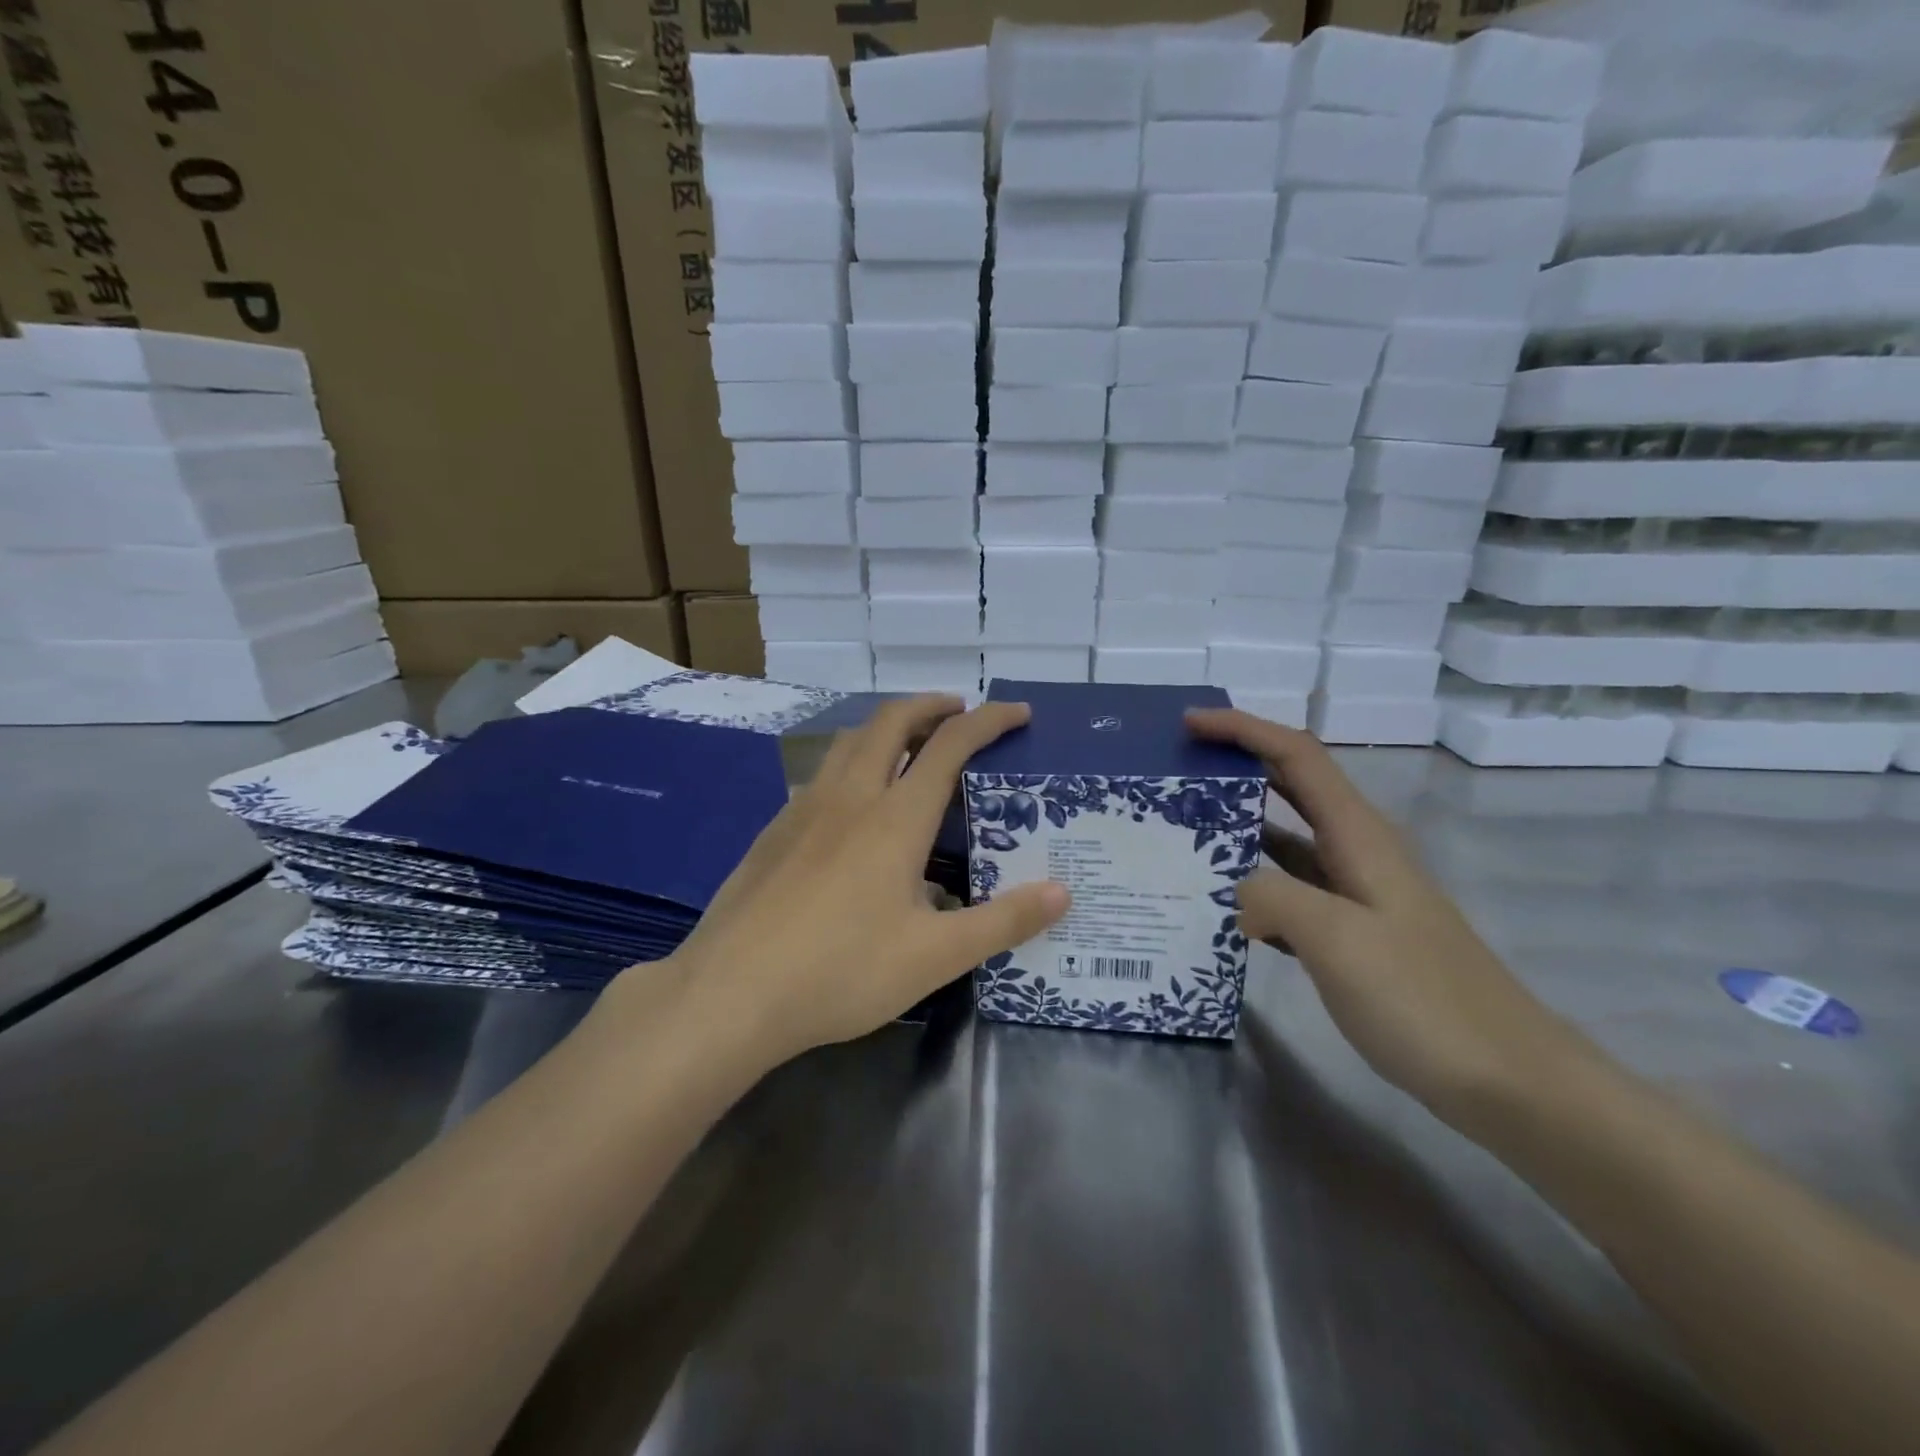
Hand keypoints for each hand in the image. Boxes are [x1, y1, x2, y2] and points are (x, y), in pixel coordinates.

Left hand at [618, 696, 1068, 1069]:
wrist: (730, 993)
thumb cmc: (841, 972)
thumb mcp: (935, 957)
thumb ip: (1003, 922)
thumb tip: (1062, 893)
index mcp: (895, 818)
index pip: (950, 746)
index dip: (989, 721)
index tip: (1018, 713)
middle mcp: (850, 796)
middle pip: (891, 721)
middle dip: (931, 705)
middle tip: (959, 712)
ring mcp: (804, 808)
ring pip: (850, 741)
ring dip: (887, 727)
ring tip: (911, 744)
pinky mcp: (774, 829)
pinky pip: (822, 773)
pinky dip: (853, 760)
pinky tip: (853, 803)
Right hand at [1186, 708, 1596, 1128]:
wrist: (1509, 1079)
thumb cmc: (1425, 1000)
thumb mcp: (1338, 941)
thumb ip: (1274, 898)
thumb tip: (1238, 892)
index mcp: (1359, 836)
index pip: (1296, 755)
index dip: (1243, 729)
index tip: (1189, 722)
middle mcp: (1358, 851)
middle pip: (1293, 784)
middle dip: (1238, 762)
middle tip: (1178, 766)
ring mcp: (1357, 893)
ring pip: (1287, 837)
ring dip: (1239, 822)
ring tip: (1182, 827)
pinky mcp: (1352, 932)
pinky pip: (1291, 887)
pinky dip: (1253, 879)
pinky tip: (1220, 900)